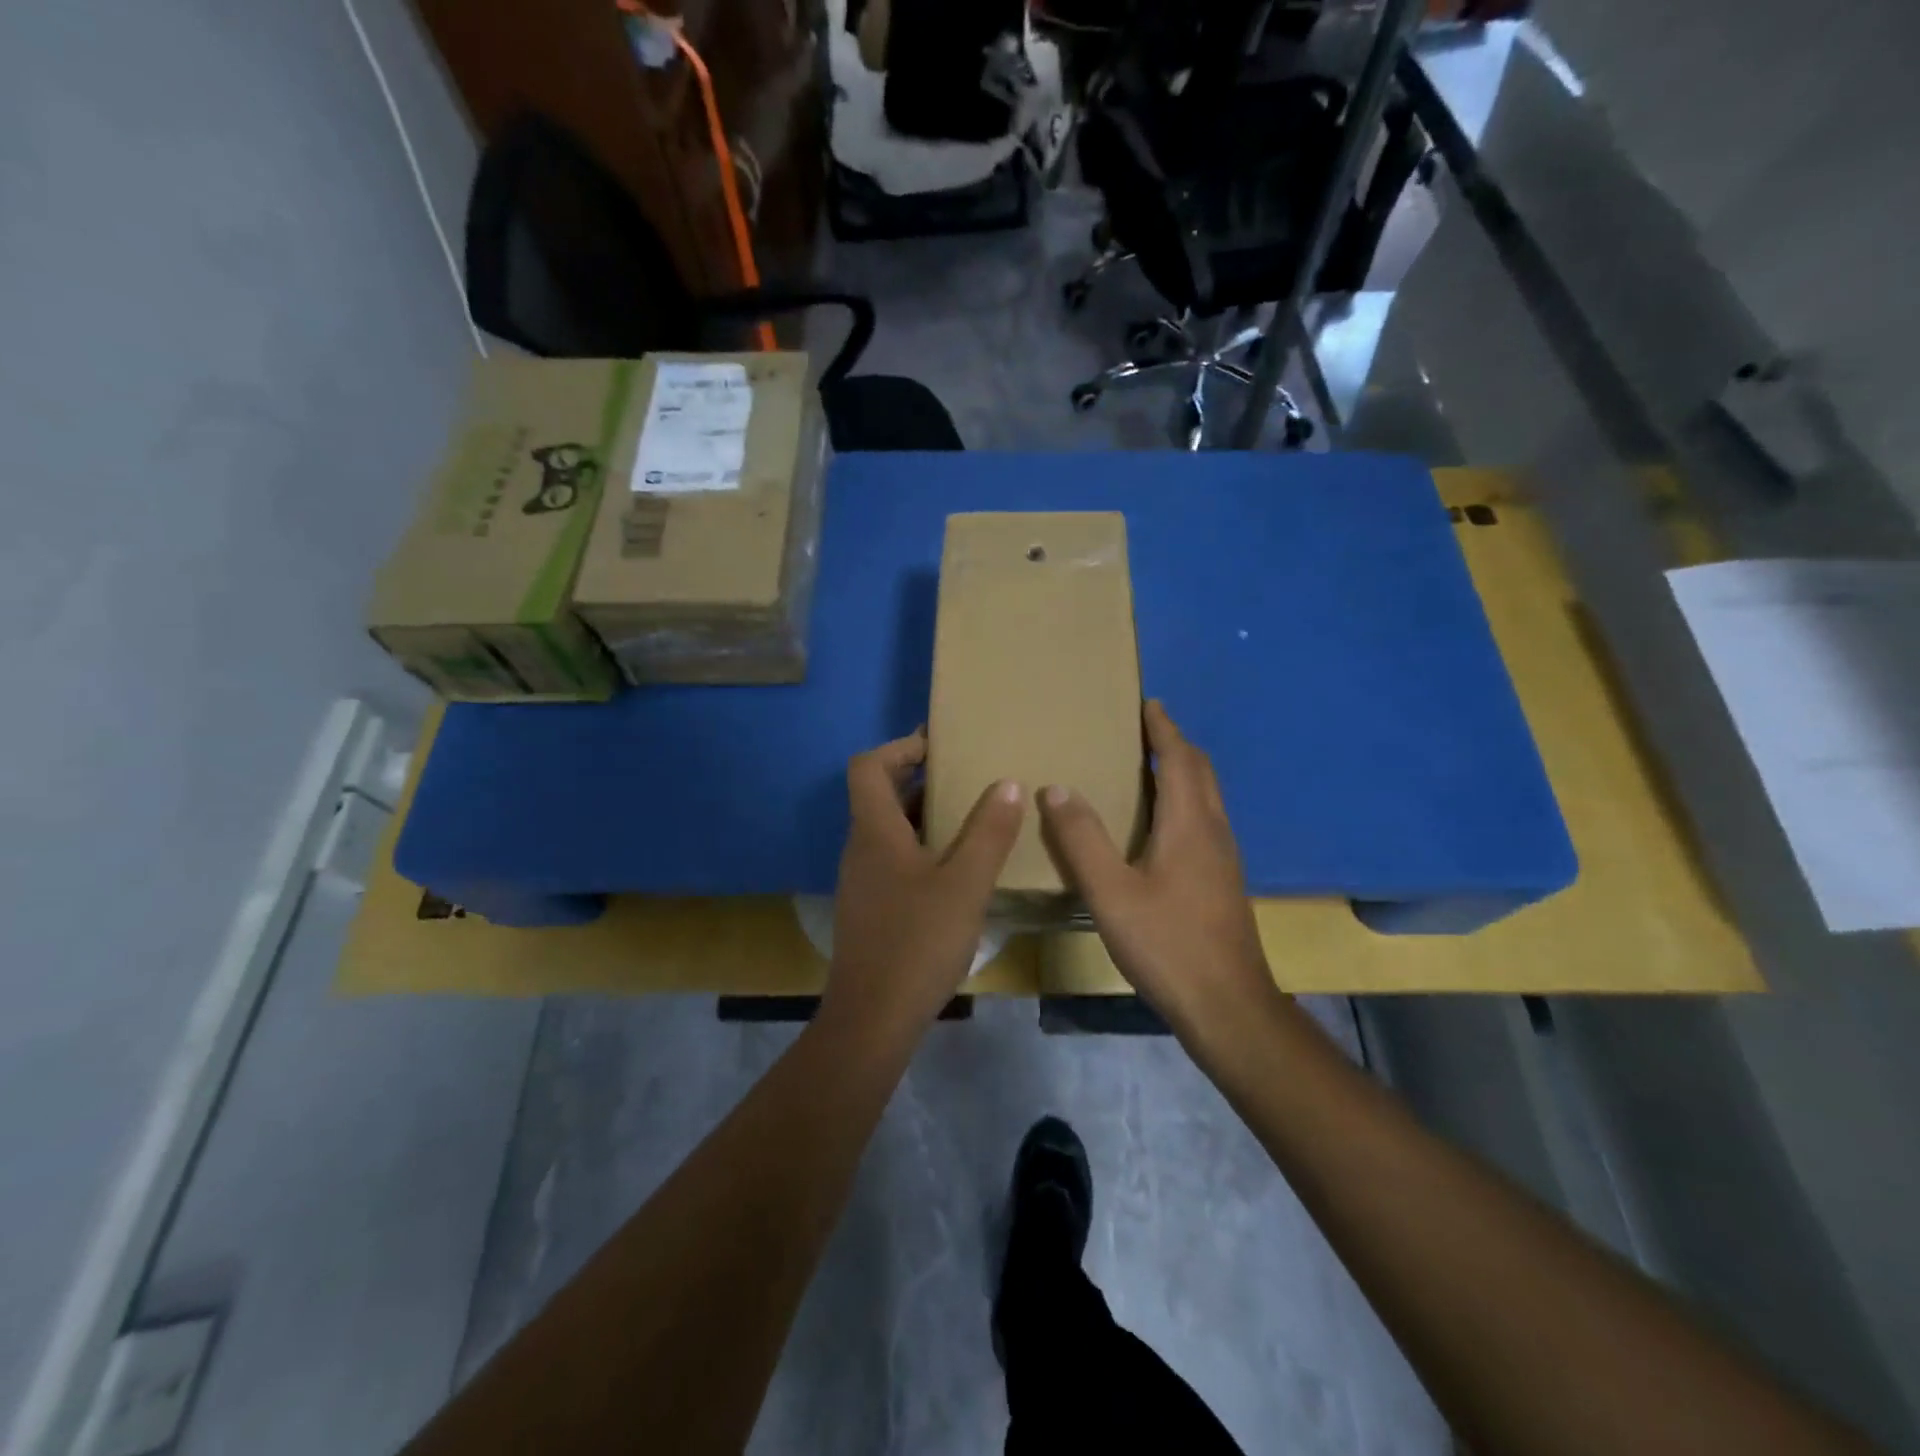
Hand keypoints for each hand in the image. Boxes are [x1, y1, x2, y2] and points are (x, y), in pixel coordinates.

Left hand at [823, 729, 1024, 1037]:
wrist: (873, 1019)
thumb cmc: (918, 942)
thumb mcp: (965, 884)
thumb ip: (989, 832)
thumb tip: (1008, 784)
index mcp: (874, 832)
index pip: (868, 766)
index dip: (899, 748)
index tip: (938, 745)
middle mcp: (861, 849)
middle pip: (879, 795)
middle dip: (920, 778)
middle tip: (967, 775)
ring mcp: (863, 881)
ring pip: (889, 830)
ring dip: (924, 815)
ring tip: (972, 816)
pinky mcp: (871, 909)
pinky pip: (894, 859)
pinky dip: (922, 848)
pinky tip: (958, 870)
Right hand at [1038, 701, 1278, 1038]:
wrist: (1228, 1006)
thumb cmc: (1168, 944)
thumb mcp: (1111, 892)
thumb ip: (1082, 839)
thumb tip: (1057, 788)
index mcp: (1190, 823)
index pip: (1180, 759)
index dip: (1164, 728)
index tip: (1148, 703)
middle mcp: (1214, 831)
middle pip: (1201, 772)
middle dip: (1175, 744)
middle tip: (1145, 728)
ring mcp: (1224, 858)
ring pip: (1207, 797)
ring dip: (1182, 771)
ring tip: (1148, 767)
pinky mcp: (1223, 882)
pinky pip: (1205, 820)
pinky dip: (1185, 800)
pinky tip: (1160, 825)